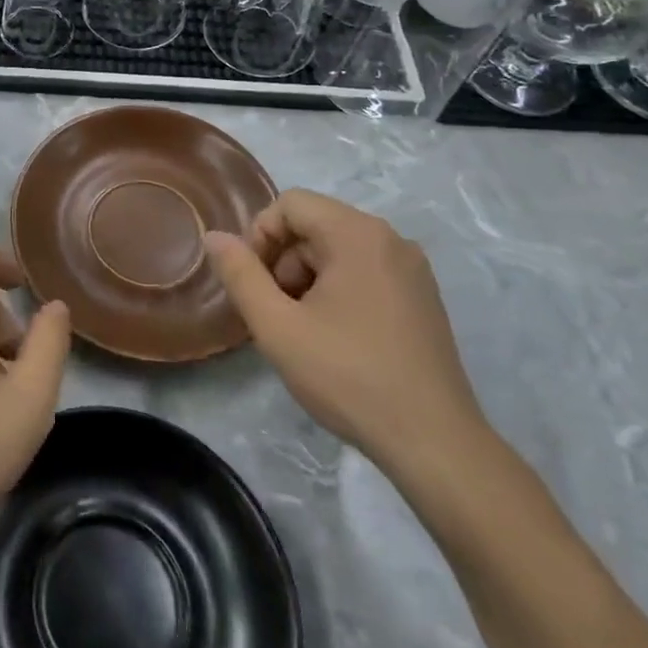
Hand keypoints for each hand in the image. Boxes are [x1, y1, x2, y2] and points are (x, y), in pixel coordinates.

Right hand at [203, 190, 485, 474]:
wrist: (434, 443)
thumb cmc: (348, 376)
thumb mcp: (276, 326)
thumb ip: (239, 274)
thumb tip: (213, 236)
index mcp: (358, 235)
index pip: (291, 203)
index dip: (260, 235)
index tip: (255, 283)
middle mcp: (391, 240)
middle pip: (315, 225)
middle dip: (283, 261)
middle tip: (277, 312)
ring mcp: (412, 270)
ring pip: (338, 250)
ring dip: (307, 278)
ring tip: (304, 330)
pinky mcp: (422, 298)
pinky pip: (365, 271)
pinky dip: (338, 290)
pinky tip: (335, 338)